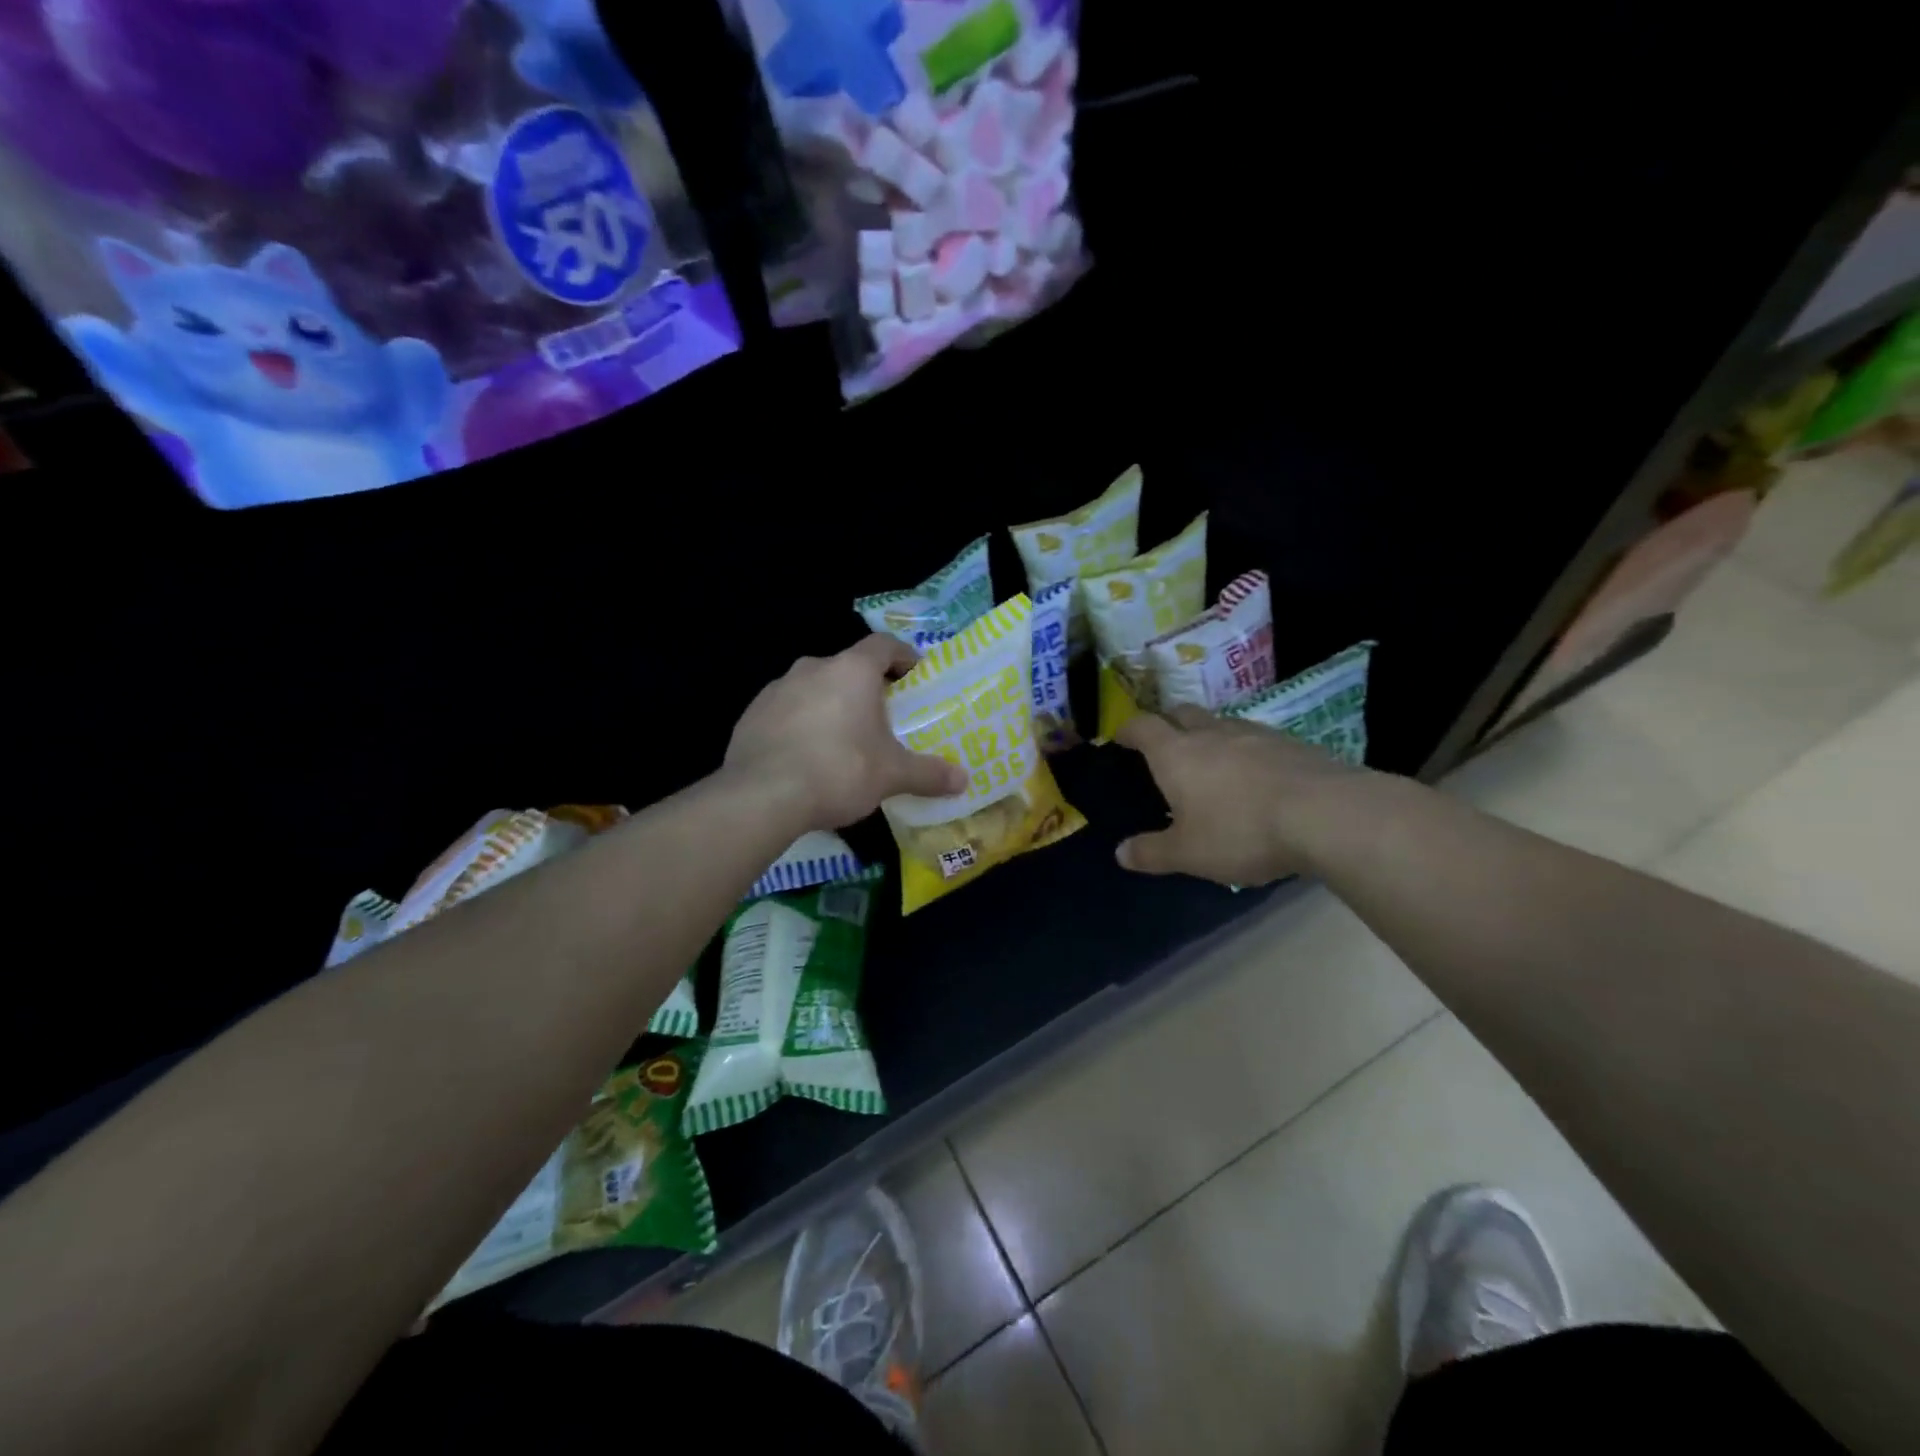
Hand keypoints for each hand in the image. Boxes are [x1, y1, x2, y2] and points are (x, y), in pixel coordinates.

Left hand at [726, 635, 968, 828]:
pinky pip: (786, 711)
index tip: (914, 674)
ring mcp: (776, 689)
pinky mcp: (751, 714)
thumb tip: (964, 781)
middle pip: (847, 667)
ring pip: (813, 688)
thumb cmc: (839, 771)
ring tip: (842, 739)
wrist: (762, 796)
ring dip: (830, 704)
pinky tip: (806, 756)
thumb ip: (928, 773)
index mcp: (851, 670)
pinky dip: (800, 724)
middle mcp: (812, 668)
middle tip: (881, 717)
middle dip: (866, 687)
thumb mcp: (891, 775)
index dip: (902, 656)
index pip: (883, 645)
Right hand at [1113, 705, 1366, 885]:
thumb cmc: (1241, 831)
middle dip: (1168, 722)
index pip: (1142, 727)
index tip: (1120, 737)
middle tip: (1165, 742)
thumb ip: (1152, 852)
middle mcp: (1211, 734)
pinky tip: (1256, 775)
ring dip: (1210, 734)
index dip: (1128, 729)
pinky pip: (1257, 739)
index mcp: (1176, 754)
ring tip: (1211, 759)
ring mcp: (1254, 734)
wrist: (1325, 814)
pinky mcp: (1291, 743)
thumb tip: (1120, 854)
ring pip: (1222, 723)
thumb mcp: (1189, 853)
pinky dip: (1246, 750)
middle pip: (1182, 713)